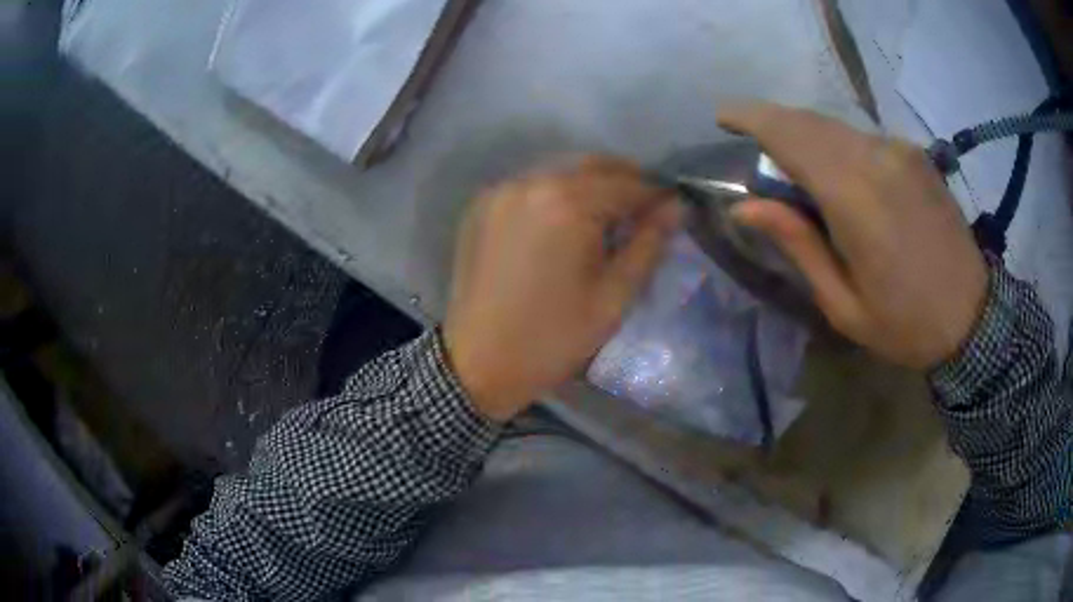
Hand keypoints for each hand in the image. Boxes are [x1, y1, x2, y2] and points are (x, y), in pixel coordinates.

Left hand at [443, 157, 680, 421]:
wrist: (478, 364)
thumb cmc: (552, 338)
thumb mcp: (613, 296)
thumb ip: (649, 243)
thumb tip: (677, 206)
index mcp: (566, 202)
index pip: (626, 183)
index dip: (655, 194)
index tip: (674, 208)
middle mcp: (530, 182)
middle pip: (591, 166)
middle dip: (624, 182)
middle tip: (645, 210)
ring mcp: (500, 191)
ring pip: (560, 172)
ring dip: (590, 186)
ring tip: (609, 219)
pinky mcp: (481, 206)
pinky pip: (530, 186)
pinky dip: (556, 194)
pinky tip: (566, 223)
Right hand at [719, 102, 987, 369]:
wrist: (973, 318)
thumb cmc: (905, 324)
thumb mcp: (842, 303)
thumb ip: (797, 244)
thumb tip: (745, 207)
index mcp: (855, 197)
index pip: (790, 135)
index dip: (751, 118)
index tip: (722, 117)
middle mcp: (877, 157)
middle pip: (809, 121)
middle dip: (773, 124)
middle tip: (754, 149)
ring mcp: (900, 151)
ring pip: (835, 126)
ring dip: (806, 136)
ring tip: (795, 167)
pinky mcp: (915, 154)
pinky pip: (862, 137)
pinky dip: (838, 145)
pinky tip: (840, 175)